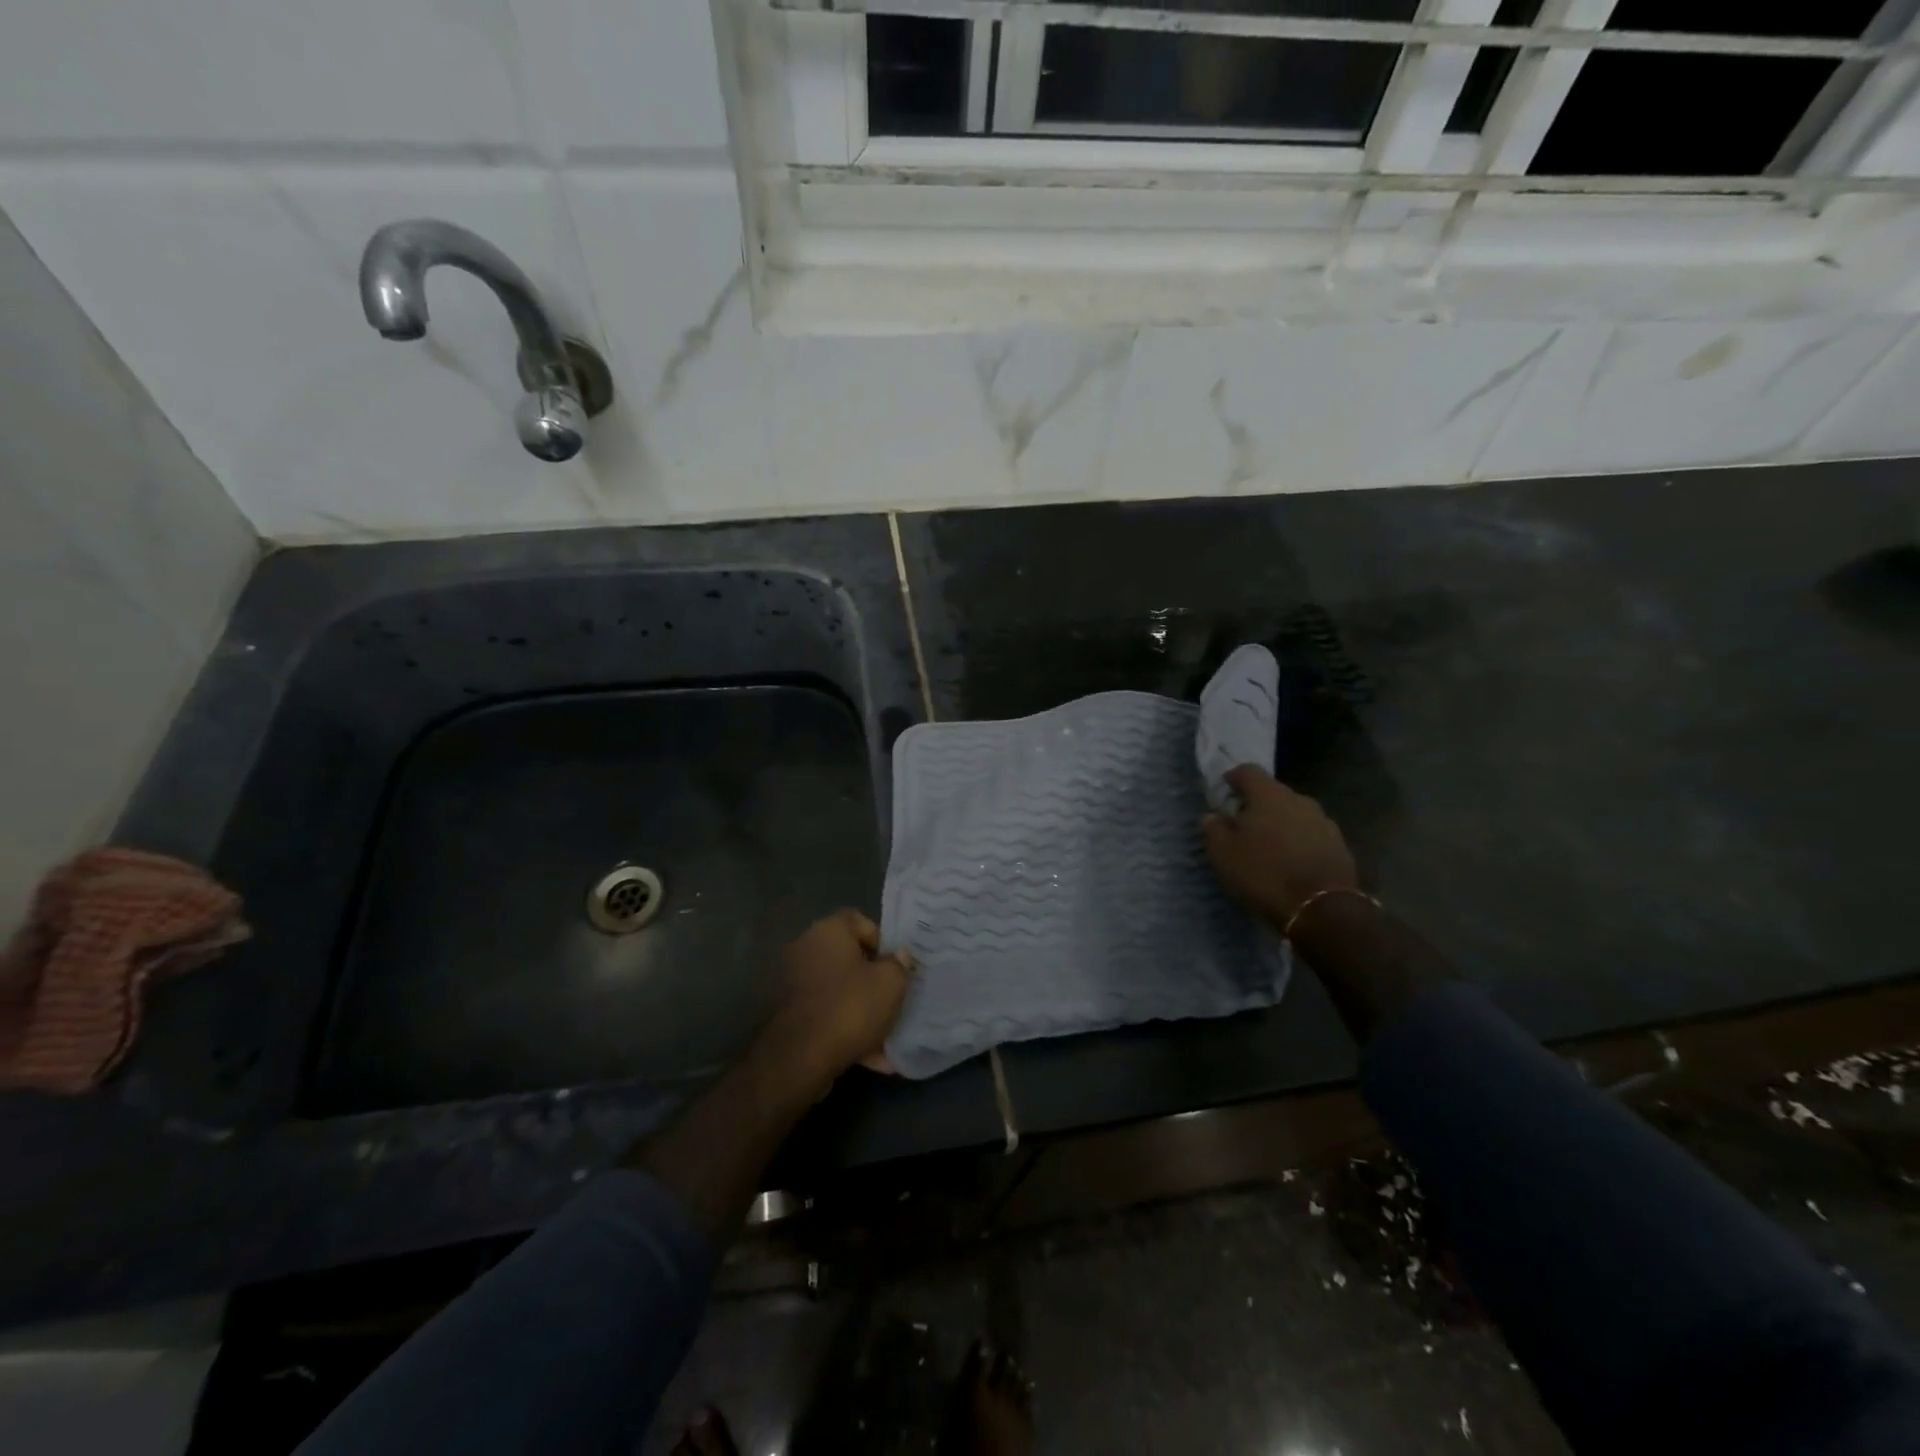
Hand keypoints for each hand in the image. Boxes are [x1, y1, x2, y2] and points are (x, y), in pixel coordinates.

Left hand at [759, 909, 913, 1087]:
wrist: (802, 1058)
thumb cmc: (851, 1007)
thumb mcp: (891, 983)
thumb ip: (899, 964)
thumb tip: (899, 956)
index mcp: (828, 931)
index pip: (859, 920)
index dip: (881, 940)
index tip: (895, 965)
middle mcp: (807, 949)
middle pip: (850, 957)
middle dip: (874, 979)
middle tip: (895, 997)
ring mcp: (796, 983)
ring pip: (841, 990)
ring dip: (864, 1009)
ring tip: (888, 1035)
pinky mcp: (792, 1015)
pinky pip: (829, 1014)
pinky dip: (848, 1030)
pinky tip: (873, 1057)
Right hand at [1203, 765, 1358, 927]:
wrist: (1323, 909)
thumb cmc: (1265, 874)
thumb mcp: (1224, 854)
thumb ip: (1214, 829)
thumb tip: (1213, 816)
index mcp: (1269, 795)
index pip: (1247, 771)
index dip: (1232, 778)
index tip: (1222, 793)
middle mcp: (1299, 800)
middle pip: (1273, 793)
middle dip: (1256, 805)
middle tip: (1242, 825)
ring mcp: (1323, 821)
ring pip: (1293, 814)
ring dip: (1279, 824)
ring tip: (1267, 847)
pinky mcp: (1339, 845)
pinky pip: (1310, 834)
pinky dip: (1297, 842)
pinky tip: (1290, 862)